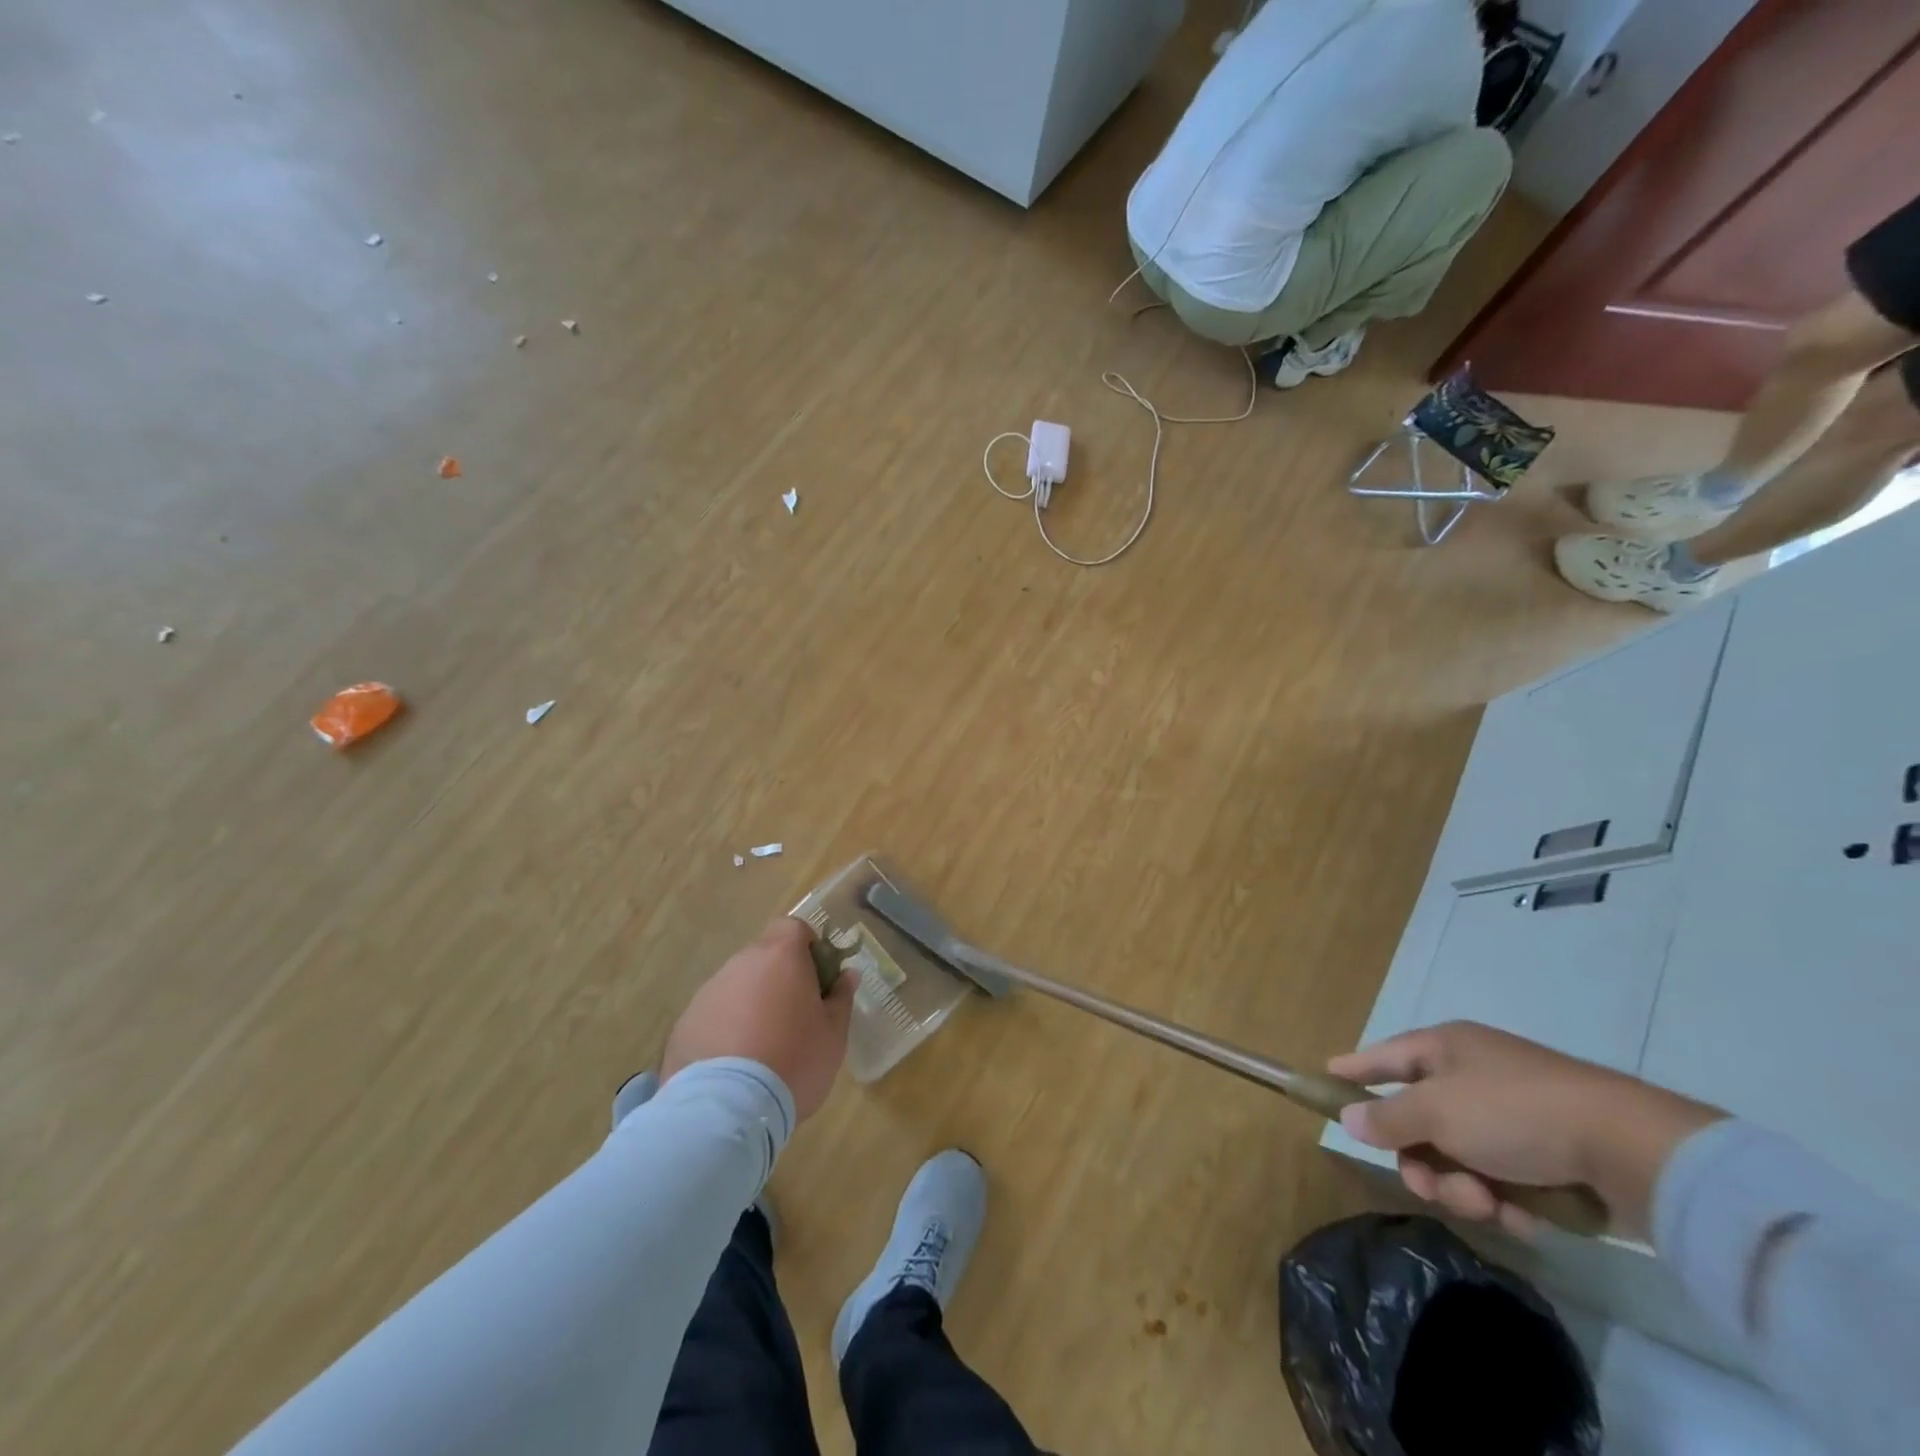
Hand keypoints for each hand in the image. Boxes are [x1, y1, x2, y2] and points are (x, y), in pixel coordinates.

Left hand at [661, 917, 856, 1119]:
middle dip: (779, 980)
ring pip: (737, 987)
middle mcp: (740, 964)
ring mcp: (708, 993)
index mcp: (780, 956)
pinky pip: (713, 1017)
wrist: (725, 1109)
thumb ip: (841, 998)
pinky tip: (733, 1068)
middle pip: (764, 957)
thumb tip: (846, 975)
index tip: (817, 979)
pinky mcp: (684, 1024)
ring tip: (762, 1050)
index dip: (807, 947)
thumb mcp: (834, 1034)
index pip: (793, 927)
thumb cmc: (793, 1061)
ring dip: (751, 1006)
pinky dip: (725, 1031)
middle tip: (794, 1019)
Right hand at [1329, 1021, 1722, 1239]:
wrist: (1632, 1150)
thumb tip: (1349, 1116)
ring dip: (1466, 1188)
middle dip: (1422, 1161)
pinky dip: (1508, 1201)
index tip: (1326, 1081)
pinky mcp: (1551, 1157)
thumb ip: (1387, 1117)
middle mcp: (1475, 1076)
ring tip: (1491, 1205)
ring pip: (1461, 1158)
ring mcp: (1514, 1117)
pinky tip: (1526, 1215)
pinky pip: (1504, 1180)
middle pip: (1421, 1121)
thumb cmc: (1514, 1112)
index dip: (1355, 1070)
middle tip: (1430, 1187)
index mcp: (1446, 1049)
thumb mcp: (1438, 1112)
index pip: (1385, 1056)